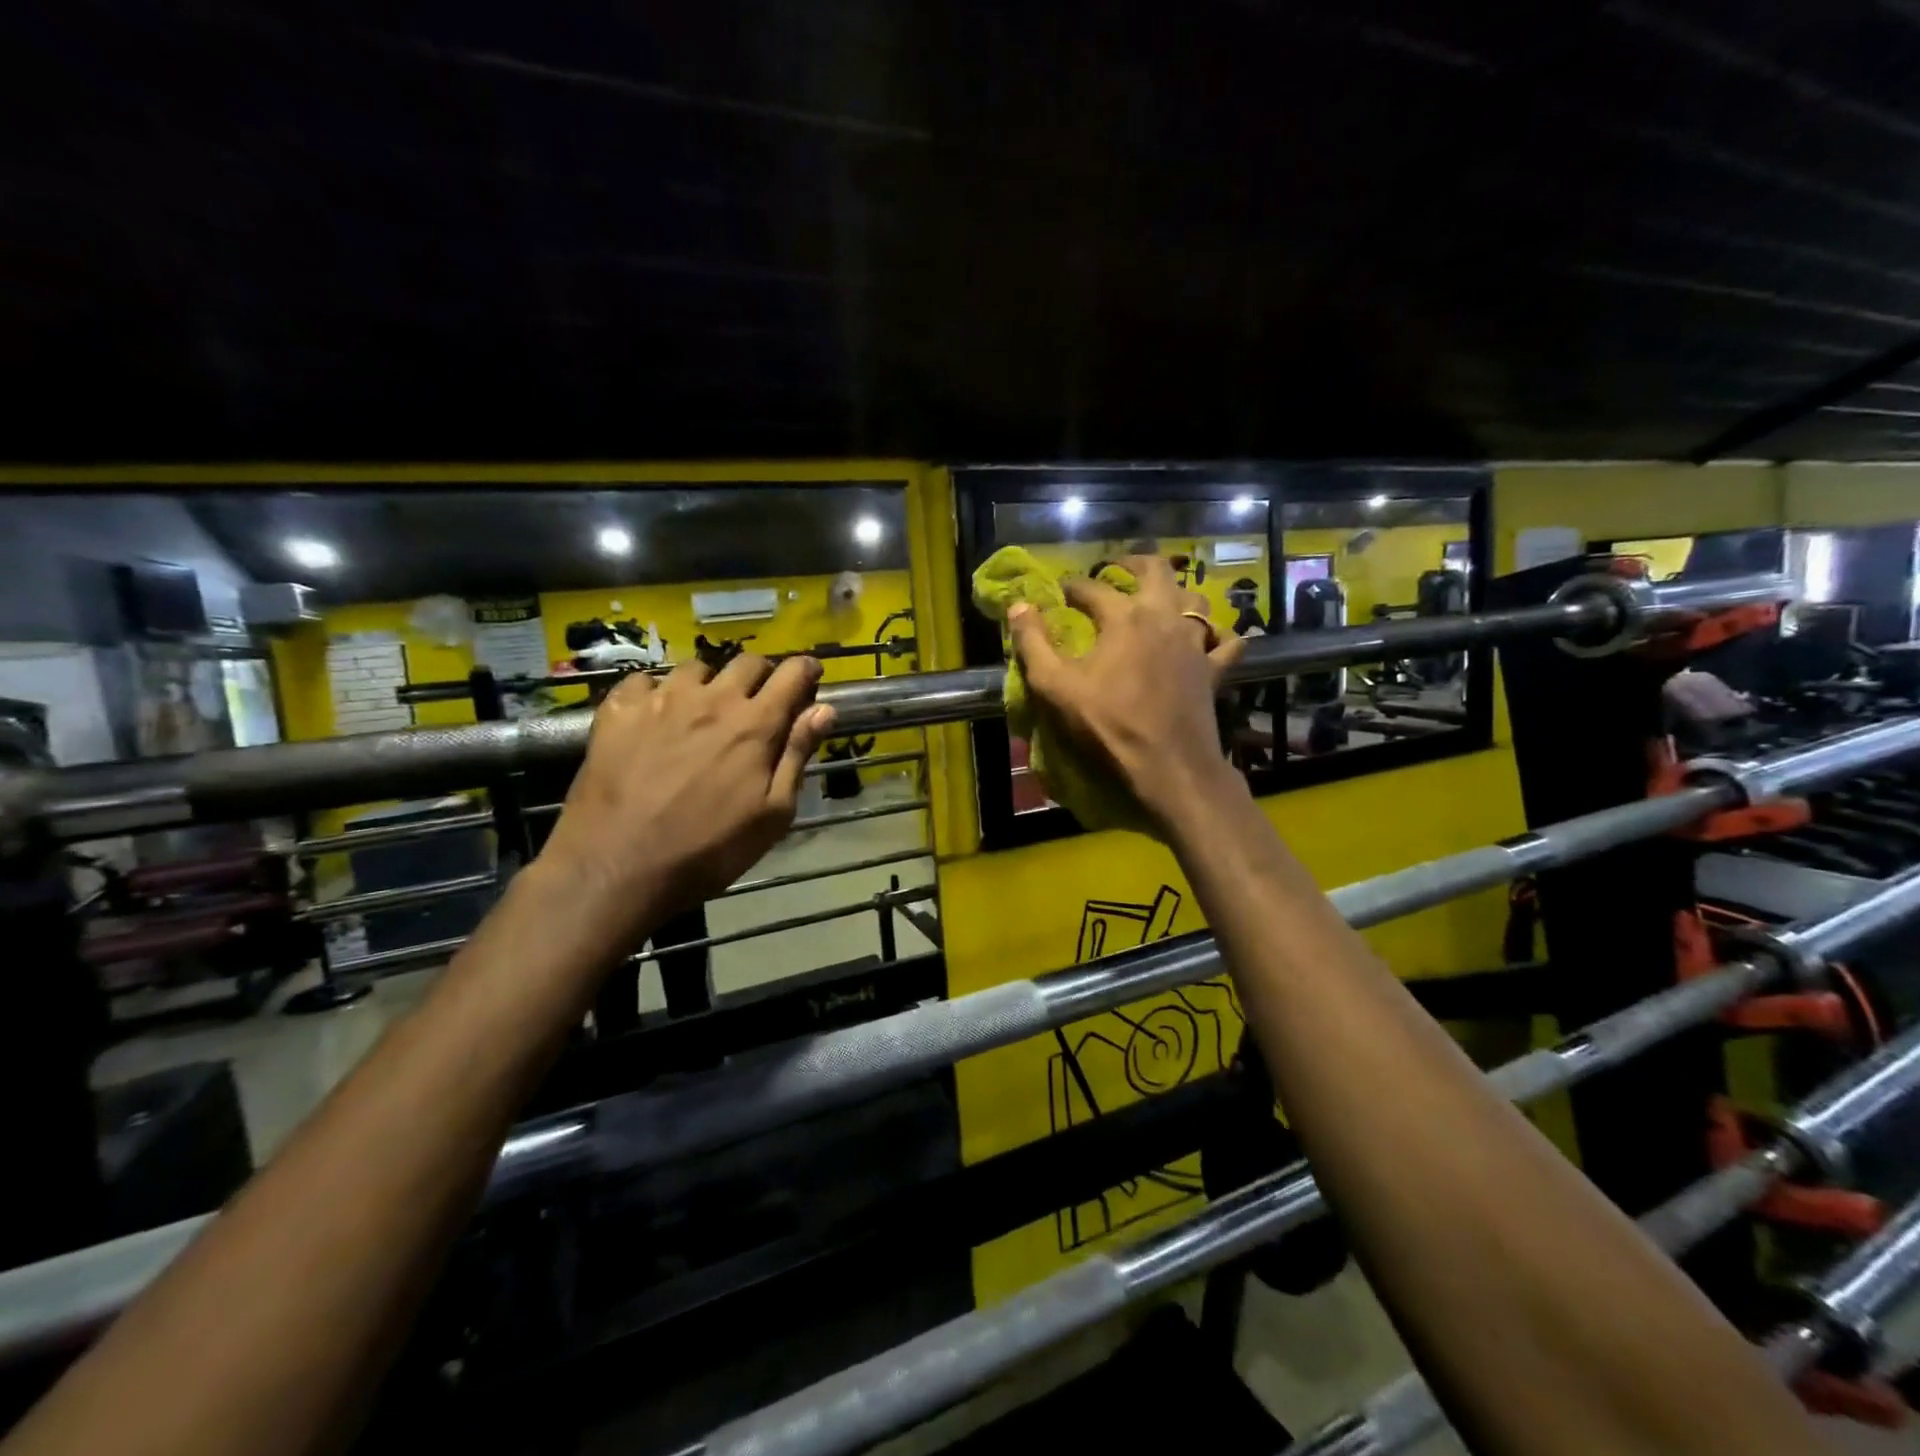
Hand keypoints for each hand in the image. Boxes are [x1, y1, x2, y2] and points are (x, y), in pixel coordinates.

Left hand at [539, 655, 835, 943]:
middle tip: (760, 701)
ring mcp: (661, 700)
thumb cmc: (708, 849)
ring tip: (705, 710)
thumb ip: (797, 756)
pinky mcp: (618, 711)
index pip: (792, 674)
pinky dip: (658, 692)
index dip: (806, 670)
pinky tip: (654, 716)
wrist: (617, 867)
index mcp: (754, 724)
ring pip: (696, 668)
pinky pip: (644, 681)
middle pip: (747, 662)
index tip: (810, 676)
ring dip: (710, 683)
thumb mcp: (772, 814)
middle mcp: (712, 699)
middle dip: (762, 675)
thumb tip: (823, 710)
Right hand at [1007, 555, 1245, 834]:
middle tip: (1115, 568)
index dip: (1071, 586)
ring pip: (1194, 598)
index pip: (1092, 588)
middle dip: (1133, 562)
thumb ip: (1033, 643)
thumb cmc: (1108, 725)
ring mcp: (1195, 642)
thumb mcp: (1055, 687)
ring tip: (1157, 598)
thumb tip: (1019, 605)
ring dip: (1175, 591)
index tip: (1058, 591)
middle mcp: (1164, 617)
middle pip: (1156, 569)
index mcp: (1124, 617)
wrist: (1167, 766)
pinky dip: (1216, 633)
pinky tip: (1206, 638)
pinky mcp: (1215, 669)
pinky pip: (1226, 640)